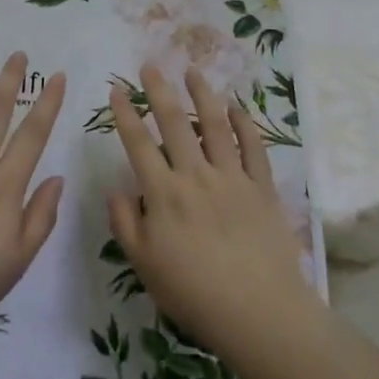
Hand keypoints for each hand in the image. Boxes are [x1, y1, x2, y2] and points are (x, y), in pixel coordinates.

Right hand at [106, 64, 319, 368]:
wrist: (259, 313)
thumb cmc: (194, 294)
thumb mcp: (144, 265)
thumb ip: (125, 224)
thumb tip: (116, 189)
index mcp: (164, 194)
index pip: (139, 144)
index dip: (125, 114)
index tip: (116, 90)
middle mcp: (196, 176)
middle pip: (175, 123)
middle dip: (159, 90)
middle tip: (150, 65)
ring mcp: (232, 178)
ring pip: (214, 126)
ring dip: (202, 95)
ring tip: (192, 71)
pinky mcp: (261, 188)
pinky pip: (253, 148)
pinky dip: (244, 124)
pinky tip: (236, 108)